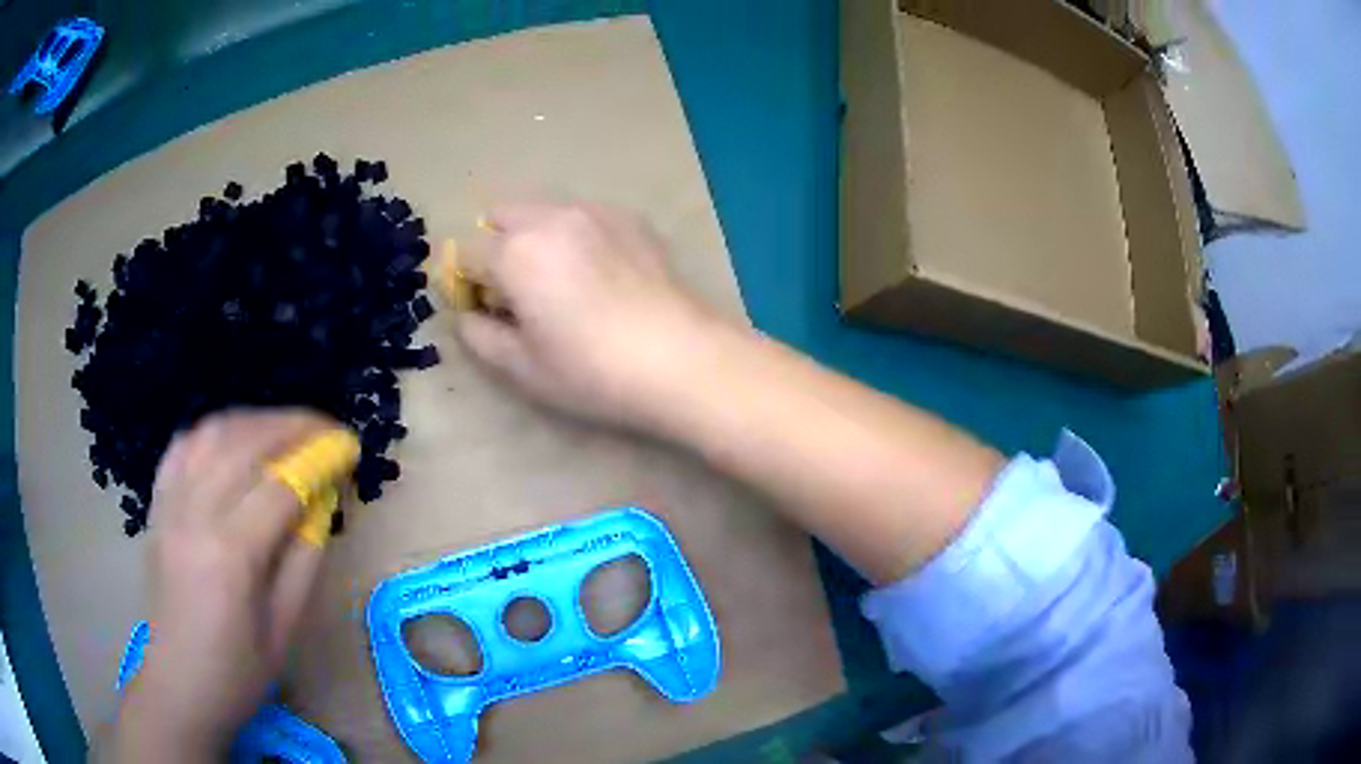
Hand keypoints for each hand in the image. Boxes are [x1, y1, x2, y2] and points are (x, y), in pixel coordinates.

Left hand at [110, 410, 344, 759]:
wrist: (179, 684)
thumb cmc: (238, 672)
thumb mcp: (285, 628)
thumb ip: (303, 559)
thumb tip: (322, 501)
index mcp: (230, 555)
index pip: (280, 485)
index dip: (319, 459)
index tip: (349, 446)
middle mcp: (195, 514)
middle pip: (244, 444)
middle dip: (291, 425)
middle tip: (325, 428)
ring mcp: (170, 504)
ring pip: (212, 434)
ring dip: (254, 421)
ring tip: (285, 429)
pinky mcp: (157, 504)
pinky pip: (182, 446)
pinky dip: (213, 432)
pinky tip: (233, 439)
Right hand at [456, 202, 730, 427]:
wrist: (682, 358)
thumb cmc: (593, 370)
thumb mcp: (523, 367)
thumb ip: (479, 336)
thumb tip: (466, 315)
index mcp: (515, 252)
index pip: (467, 254)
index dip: (468, 285)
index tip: (487, 312)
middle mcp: (551, 218)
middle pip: (502, 217)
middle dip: (497, 247)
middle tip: (519, 292)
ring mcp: (595, 212)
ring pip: (544, 211)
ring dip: (535, 236)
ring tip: (563, 281)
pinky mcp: (632, 218)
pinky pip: (585, 216)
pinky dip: (576, 235)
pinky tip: (602, 274)